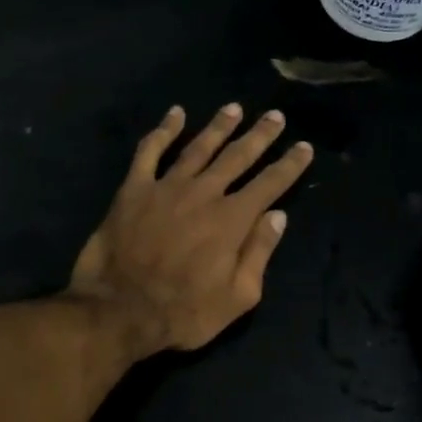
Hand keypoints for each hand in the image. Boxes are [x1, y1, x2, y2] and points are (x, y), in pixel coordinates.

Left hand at [70, 104, 313, 357]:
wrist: (118, 310)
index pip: (269, 184)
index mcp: (232, 221)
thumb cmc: (183, 312)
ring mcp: (166, 187)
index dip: (289, 165)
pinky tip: (175, 114)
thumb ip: (258, 253)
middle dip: (260, 135)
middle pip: (237, 157)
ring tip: (234, 109)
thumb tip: (278, 216)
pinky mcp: (134, 189)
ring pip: (199, 148)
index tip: (303, 147)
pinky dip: (163, 130)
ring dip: (219, 126)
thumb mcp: (237, 297)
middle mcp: (203, 194)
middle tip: (275, 116)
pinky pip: (149, 151)